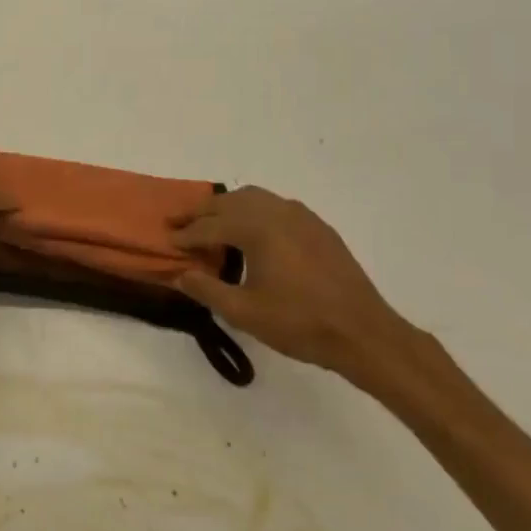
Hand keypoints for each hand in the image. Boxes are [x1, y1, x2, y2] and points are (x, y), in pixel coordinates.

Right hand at [173, 187, 437, 400]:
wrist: (363, 332)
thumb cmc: (299, 323)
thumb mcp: (244, 312)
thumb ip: (207, 289)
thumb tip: (180, 274)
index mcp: (258, 229)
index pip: (210, 226)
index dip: (186, 234)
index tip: (167, 240)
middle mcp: (278, 212)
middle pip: (229, 202)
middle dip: (201, 212)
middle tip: (178, 222)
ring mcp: (302, 216)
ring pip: (254, 197)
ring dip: (227, 206)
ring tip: (211, 222)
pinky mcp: (318, 227)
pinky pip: (276, 206)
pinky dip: (254, 211)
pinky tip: (252, 231)